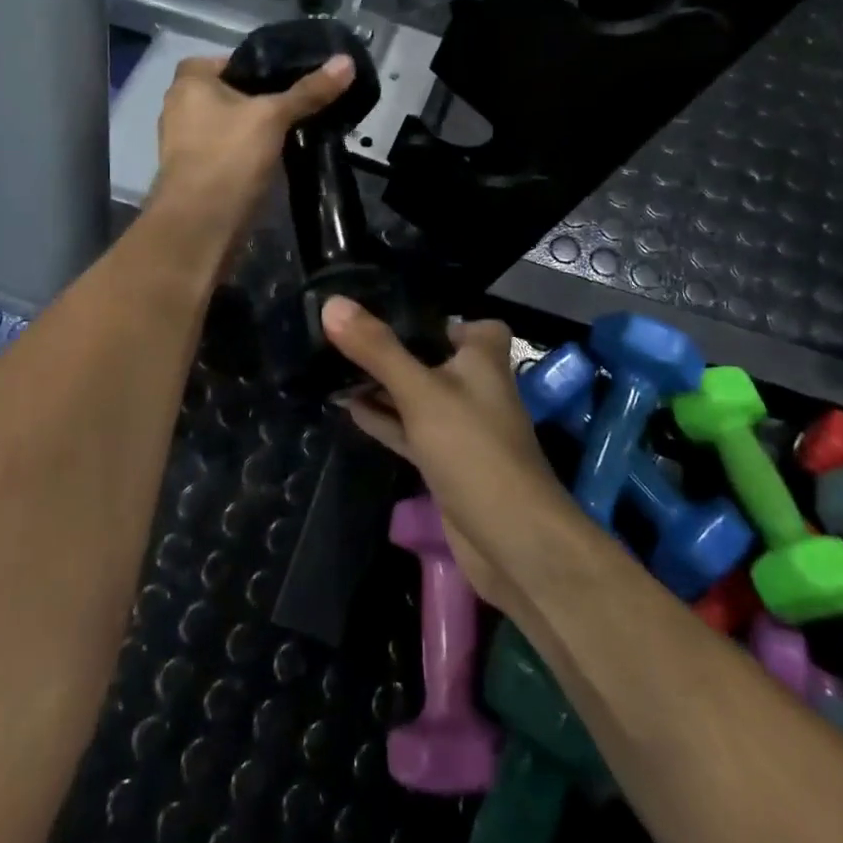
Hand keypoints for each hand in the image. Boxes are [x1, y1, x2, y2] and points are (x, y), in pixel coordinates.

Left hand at [150, 52, 354, 242]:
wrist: (201, 226)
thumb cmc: (229, 158)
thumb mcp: (274, 118)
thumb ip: (309, 91)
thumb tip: (346, 62)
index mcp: (188, 82)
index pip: (229, 59)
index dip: (260, 65)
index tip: (292, 78)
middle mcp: (179, 107)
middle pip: (231, 93)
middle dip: (262, 99)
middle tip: (300, 104)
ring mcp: (185, 143)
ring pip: (230, 124)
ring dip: (256, 129)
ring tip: (294, 131)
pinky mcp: (197, 172)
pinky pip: (228, 151)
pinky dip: (248, 152)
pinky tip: (276, 158)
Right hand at [321, 298, 566, 609]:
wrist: (510, 538)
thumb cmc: (473, 448)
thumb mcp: (421, 392)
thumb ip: (377, 349)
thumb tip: (333, 303)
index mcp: (482, 356)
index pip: (454, 320)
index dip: (420, 314)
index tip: (374, 307)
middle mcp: (473, 384)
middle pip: (426, 356)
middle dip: (387, 349)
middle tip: (337, 335)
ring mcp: (459, 424)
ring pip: (414, 393)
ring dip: (380, 385)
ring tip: (332, 368)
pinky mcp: (445, 459)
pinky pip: (409, 428)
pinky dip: (383, 417)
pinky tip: (348, 407)